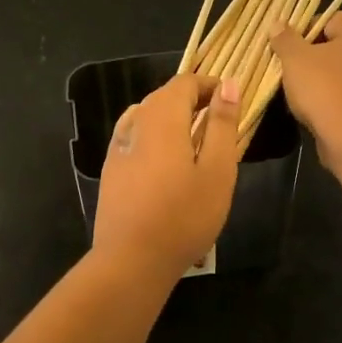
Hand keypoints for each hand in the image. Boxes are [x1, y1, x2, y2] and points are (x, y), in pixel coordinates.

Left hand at [94, 74, 242, 274]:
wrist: (131, 259)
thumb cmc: (184, 216)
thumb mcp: (217, 171)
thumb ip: (223, 125)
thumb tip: (228, 85)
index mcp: (162, 118)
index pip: (184, 83)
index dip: (209, 85)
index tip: (231, 101)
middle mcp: (135, 124)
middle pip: (163, 97)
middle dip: (192, 100)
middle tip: (219, 122)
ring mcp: (117, 147)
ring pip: (146, 117)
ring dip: (171, 119)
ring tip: (195, 142)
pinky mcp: (110, 170)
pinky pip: (134, 137)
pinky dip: (154, 137)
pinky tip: (164, 161)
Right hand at [268, 11, 341, 163]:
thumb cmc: (326, 87)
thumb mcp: (296, 59)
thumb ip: (286, 39)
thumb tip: (277, 24)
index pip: (334, 19)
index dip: (309, 27)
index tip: (289, 43)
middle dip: (324, 52)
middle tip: (299, 63)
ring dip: (333, 76)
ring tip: (305, 88)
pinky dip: (340, 98)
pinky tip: (320, 108)